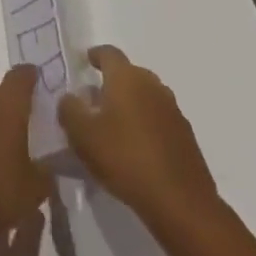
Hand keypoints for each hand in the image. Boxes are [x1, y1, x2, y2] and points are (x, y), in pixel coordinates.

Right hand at [57, 46, 217, 229]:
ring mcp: (172, 109)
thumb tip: (69, 98)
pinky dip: (146, 126)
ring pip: (145, 97)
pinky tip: (137, 149)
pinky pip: (159, 120)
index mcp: (126, 77)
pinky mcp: (185, 135)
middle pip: (129, 74)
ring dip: (130, 105)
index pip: (108, 53)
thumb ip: (69, 110)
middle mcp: (152, 84)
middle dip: (112, 83)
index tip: (86, 61)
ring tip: (115, 128)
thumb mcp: (83, 136)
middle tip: (95, 102)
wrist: (181, 203)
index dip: (95, 55)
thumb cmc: (126, 159)